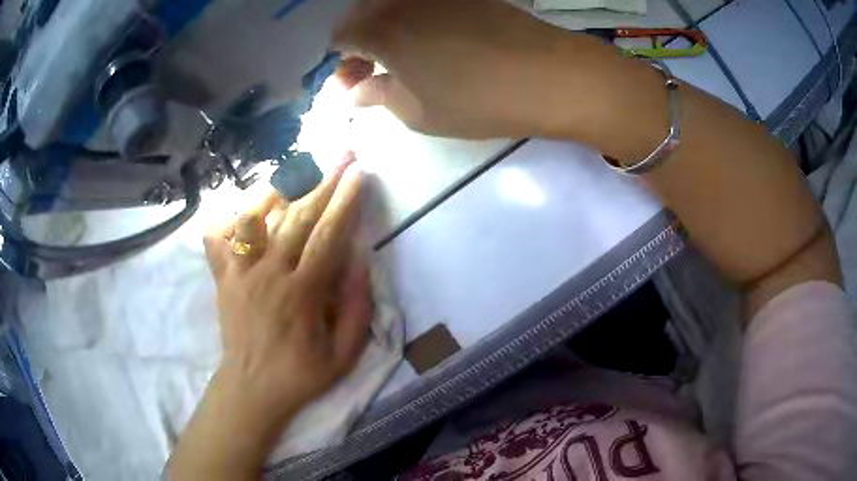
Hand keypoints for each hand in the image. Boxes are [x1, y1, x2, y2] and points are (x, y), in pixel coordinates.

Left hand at [169, 155, 371, 479]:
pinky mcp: (222, 277)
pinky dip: (230, 216)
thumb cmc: (301, 374)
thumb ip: (357, 308)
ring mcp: (239, 273)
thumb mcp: (344, 354)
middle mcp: (268, 274)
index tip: (359, 173)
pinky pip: (218, 237)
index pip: (327, 236)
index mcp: (301, 294)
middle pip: (297, 216)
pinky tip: (246, 207)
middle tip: (341, 152)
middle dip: (323, 179)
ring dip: (278, 187)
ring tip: (298, 166)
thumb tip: (360, 259)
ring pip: (254, 217)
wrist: (251, 388)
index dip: (345, 201)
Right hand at [333, 0, 617, 138]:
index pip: (341, 36)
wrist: (549, 75)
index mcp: (382, 29)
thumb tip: (357, 91)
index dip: (342, 61)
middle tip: (373, 71)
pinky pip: (423, 2)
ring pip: (392, 5)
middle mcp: (402, 0)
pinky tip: (430, 39)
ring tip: (401, 57)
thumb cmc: (478, 101)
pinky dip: (414, 18)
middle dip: (361, 42)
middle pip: (362, 14)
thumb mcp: (418, 112)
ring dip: (386, 28)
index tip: (353, 81)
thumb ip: (379, 95)